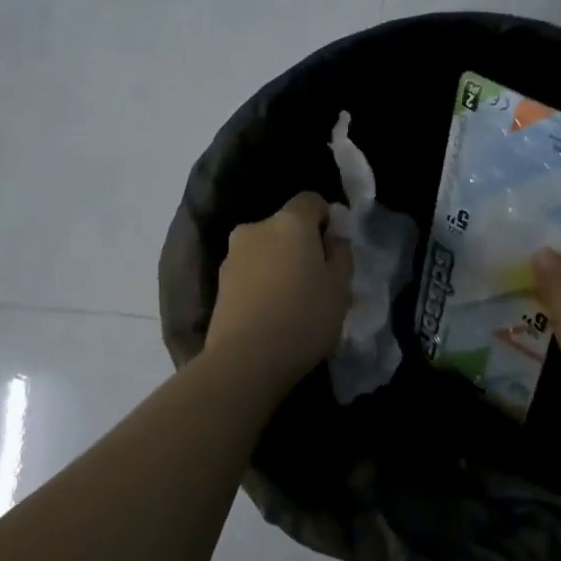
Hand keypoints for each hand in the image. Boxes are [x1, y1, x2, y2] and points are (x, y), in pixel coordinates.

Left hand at [206, 192, 354, 391]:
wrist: (245, 360)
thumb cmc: (304, 317)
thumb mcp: (340, 288)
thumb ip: (341, 255)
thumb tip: (333, 239)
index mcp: (289, 222)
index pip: (311, 200)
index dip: (327, 218)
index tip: (336, 248)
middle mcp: (256, 229)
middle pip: (286, 227)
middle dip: (302, 245)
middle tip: (318, 280)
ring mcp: (232, 256)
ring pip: (266, 251)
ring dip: (280, 266)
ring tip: (294, 302)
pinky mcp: (219, 284)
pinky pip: (251, 273)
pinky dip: (263, 284)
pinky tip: (273, 314)